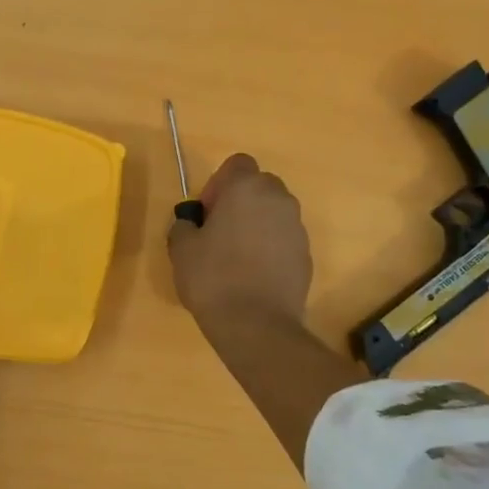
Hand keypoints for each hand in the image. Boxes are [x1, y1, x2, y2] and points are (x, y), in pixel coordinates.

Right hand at [168, 154, 312, 335]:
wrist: (256, 324)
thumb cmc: (213, 278)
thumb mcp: (181, 249)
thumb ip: (185, 226)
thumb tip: (192, 224)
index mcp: (246, 188)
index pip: (237, 164)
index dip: (219, 184)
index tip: (207, 213)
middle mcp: (278, 199)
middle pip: (259, 185)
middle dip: (240, 201)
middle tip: (219, 232)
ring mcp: (297, 227)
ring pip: (273, 213)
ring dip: (256, 224)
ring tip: (236, 257)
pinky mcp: (306, 254)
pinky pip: (284, 239)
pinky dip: (270, 248)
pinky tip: (252, 276)